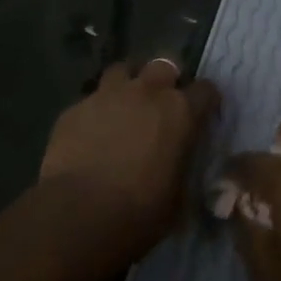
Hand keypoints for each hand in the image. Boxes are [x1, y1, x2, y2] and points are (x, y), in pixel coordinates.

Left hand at [40, 59, 218, 259]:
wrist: (79, 214)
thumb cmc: (140, 212)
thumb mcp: (178, 197)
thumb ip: (182, 166)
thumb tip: (179, 163)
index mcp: (180, 112)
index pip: (205, 90)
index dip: (205, 101)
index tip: (202, 113)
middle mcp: (146, 92)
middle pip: (163, 66)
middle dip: (167, 79)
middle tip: (162, 102)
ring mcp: (107, 95)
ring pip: (122, 70)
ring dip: (129, 83)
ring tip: (125, 105)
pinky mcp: (75, 108)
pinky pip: (91, 99)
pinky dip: (97, 110)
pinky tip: (92, 132)